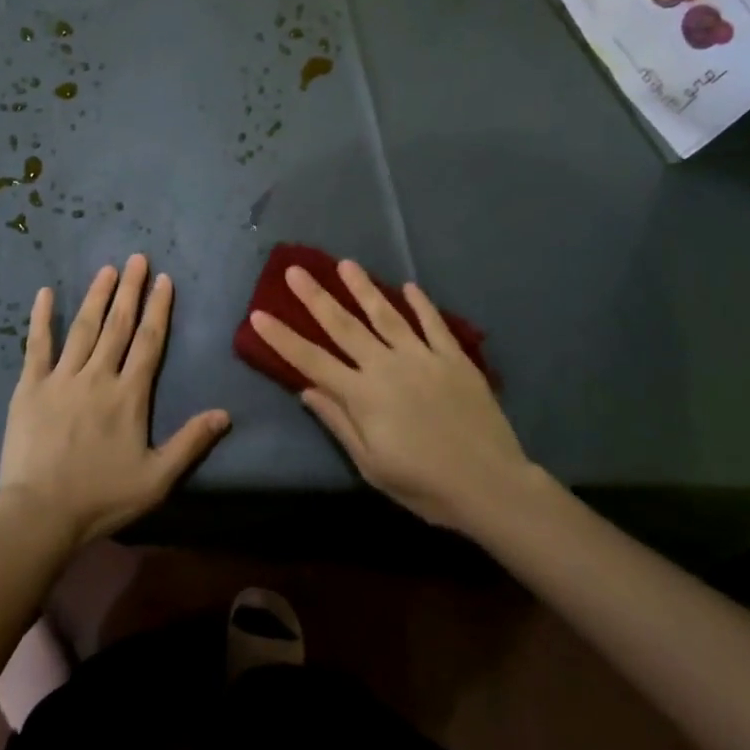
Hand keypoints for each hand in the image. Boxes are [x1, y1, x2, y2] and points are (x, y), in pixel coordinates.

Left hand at [0, 254, 230, 548]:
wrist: (40, 514)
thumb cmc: (101, 497)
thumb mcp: (156, 479)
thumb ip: (190, 442)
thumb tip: (225, 414)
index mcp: (129, 395)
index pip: (149, 342)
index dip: (158, 309)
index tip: (164, 280)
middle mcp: (98, 376)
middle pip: (118, 325)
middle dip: (130, 289)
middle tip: (137, 258)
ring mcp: (62, 378)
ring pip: (84, 327)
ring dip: (97, 296)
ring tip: (107, 269)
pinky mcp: (31, 387)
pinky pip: (37, 346)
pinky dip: (41, 318)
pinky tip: (45, 293)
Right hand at [248, 260, 531, 531]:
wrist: (490, 485)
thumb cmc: (424, 485)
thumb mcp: (371, 464)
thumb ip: (338, 422)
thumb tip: (306, 390)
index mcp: (362, 395)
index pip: (311, 360)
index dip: (282, 337)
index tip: (259, 313)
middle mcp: (386, 366)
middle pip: (344, 326)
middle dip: (316, 297)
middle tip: (296, 270)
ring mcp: (422, 357)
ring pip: (386, 315)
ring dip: (363, 288)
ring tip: (346, 264)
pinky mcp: (454, 358)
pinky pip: (434, 324)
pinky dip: (421, 304)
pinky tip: (409, 287)